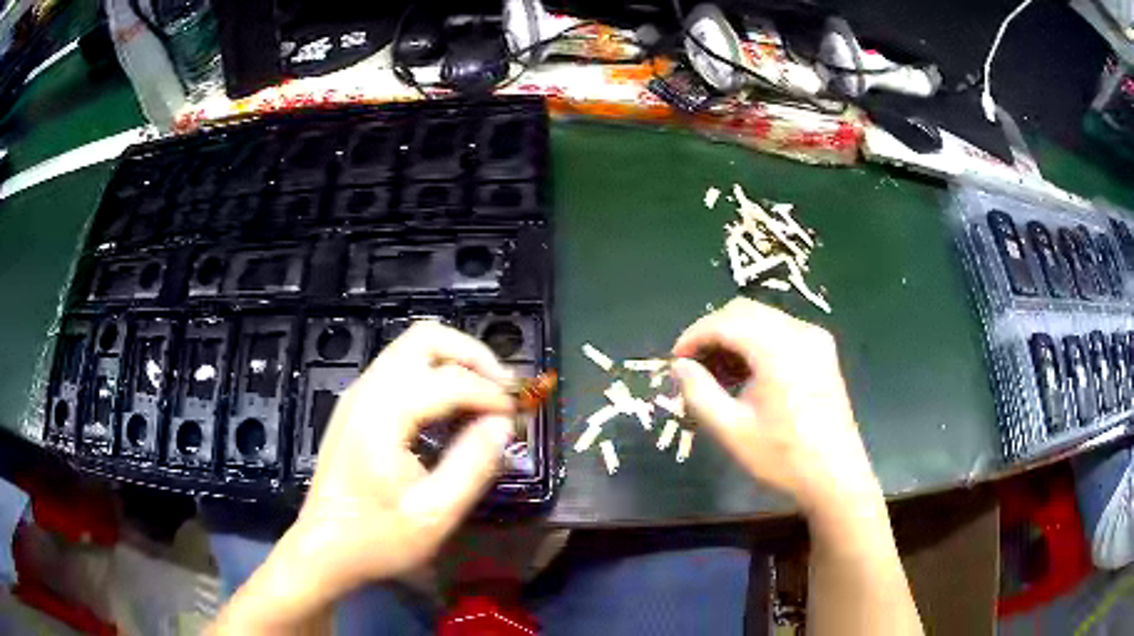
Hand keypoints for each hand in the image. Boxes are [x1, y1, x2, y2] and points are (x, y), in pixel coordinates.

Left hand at [212, 322, 515, 632]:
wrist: (323, 548)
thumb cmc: (377, 537)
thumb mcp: (434, 514)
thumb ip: (473, 465)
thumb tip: (503, 425)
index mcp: (383, 415)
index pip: (449, 379)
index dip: (491, 393)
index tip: (517, 417)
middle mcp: (367, 390)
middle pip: (426, 338)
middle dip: (473, 356)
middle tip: (503, 390)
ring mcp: (358, 394)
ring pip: (413, 347)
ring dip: (455, 361)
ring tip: (485, 396)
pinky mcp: (357, 405)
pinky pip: (401, 367)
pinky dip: (435, 373)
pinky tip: (451, 409)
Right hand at [671, 298, 880, 516]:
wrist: (835, 476)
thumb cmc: (783, 457)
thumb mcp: (732, 430)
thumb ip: (699, 392)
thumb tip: (678, 366)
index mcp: (779, 349)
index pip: (725, 322)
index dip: (694, 336)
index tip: (674, 361)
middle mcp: (800, 332)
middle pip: (744, 312)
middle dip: (712, 333)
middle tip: (692, 367)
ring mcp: (815, 339)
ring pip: (762, 319)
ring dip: (733, 337)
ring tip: (715, 374)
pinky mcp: (822, 351)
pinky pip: (780, 331)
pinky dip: (755, 343)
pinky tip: (745, 374)